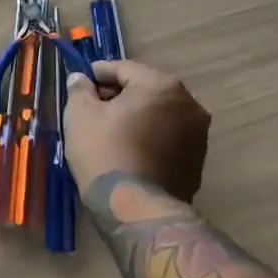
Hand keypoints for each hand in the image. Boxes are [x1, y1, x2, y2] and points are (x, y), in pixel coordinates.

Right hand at [63, 59, 210, 199]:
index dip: (97, 73)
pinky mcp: (198, 159)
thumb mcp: (80, 115)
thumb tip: (80, 78)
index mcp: (160, 85)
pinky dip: (149, 135)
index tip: (80, 83)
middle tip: (91, 107)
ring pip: (159, 113)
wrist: (138, 208)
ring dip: (136, 115)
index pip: (123, 68)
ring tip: (109, 130)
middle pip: (145, 88)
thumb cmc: (105, 152)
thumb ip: (79, 89)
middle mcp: (188, 103)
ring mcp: (198, 133)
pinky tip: (128, 150)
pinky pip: (168, 136)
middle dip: (118, 94)